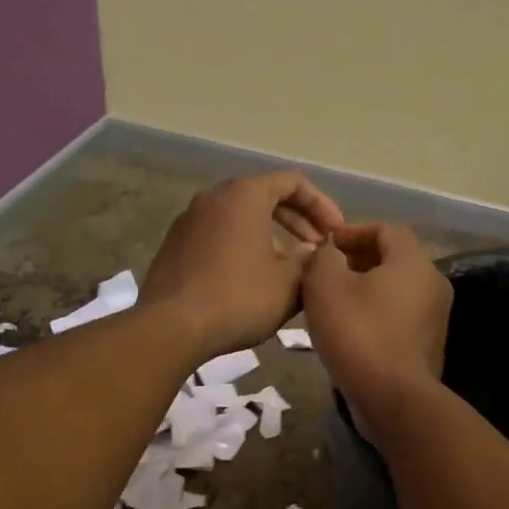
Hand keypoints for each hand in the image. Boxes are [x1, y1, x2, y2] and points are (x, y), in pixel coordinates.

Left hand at [141, 172, 345, 362]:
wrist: (172, 327)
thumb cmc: (239, 298)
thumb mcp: (289, 283)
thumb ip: (310, 262)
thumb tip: (314, 254)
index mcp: (244, 195)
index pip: (293, 182)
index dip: (322, 206)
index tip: (336, 234)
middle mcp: (213, 197)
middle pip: (264, 196)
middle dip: (297, 221)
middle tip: (317, 248)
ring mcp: (188, 221)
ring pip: (239, 217)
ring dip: (269, 235)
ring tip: (288, 266)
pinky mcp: (174, 246)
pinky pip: (217, 235)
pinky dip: (241, 246)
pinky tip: (251, 279)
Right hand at [302, 223, 451, 409]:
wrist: (393, 398)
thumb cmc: (358, 332)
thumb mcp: (325, 286)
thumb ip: (323, 257)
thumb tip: (329, 250)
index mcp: (413, 261)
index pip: (386, 229)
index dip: (353, 231)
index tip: (326, 246)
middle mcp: (433, 283)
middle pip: (394, 258)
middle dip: (358, 260)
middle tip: (326, 273)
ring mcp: (435, 316)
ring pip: (397, 289)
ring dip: (366, 288)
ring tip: (333, 301)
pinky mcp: (428, 344)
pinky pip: (400, 315)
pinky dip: (376, 313)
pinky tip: (350, 329)